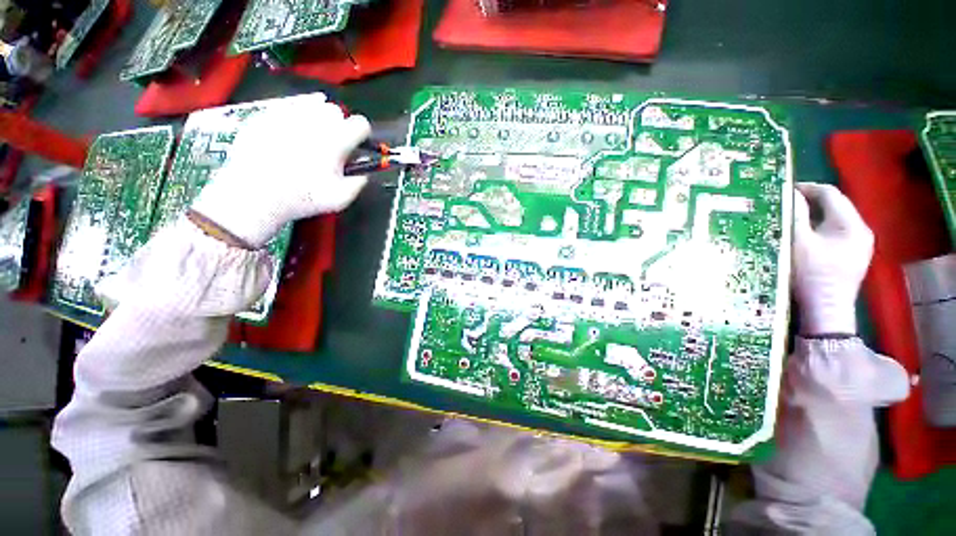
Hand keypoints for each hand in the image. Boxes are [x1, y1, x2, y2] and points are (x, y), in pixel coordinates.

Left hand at [191, 93, 370, 248]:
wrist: (255, 194)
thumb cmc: (303, 198)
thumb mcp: (341, 198)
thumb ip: (358, 183)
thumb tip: (362, 174)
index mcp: (337, 140)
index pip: (360, 124)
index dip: (361, 135)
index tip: (356, 145)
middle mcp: (315, 121)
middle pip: (336, 110)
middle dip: (338, 124)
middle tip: (332, 143)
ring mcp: (288, 114)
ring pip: (311, 103)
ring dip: (317, 117)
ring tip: (311, 136)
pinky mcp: (266, 114)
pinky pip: (287, 107)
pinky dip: (293, 117)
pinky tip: (289, 133)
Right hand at [792, 183, 873, 335]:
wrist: (826, 311)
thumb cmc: (811, 274)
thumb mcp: (798, 242)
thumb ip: (794, 214)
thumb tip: (788, 193)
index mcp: (851, 224)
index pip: (830, 193)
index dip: (806, 188)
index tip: (783, 190)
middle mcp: (862, 230)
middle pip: (835, 205)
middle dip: (810, 202)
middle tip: (784, 204)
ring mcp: (860, 245)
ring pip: (835, 219)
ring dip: (814, 215)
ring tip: (791, 218)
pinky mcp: (854, 256)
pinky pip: (837, 233)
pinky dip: (820, 229)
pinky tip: (806, 236)